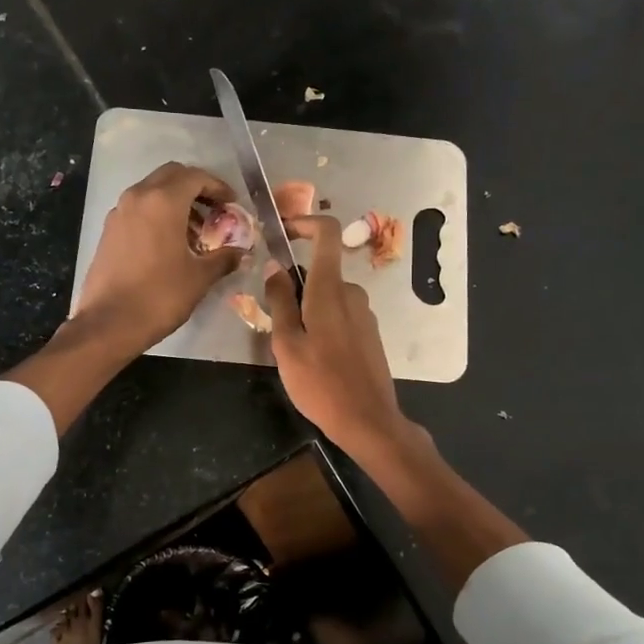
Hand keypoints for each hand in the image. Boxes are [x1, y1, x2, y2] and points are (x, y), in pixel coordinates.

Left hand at [73, 162, 243, 353]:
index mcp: (163, 201)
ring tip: (194, 230)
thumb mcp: (199, 278)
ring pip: (152, 191)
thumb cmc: (160, 296)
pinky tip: (169, 242)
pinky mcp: (109, 230)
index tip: (231, 204)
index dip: (218, 187)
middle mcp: (138, 197)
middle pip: (171, 176)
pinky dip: (157, 214)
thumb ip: (224, 258)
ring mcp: (119, 212)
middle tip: (214, 211)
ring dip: (175, 201)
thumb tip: (241, 252)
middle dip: (196, 188)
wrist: (109, 324)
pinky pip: (138, 209)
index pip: (196, 177)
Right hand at [264, 215, 414, 456]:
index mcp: (330, 290)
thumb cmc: (320, 383)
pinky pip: (340, 315)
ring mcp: (365, 314)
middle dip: (294, 287)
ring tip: (292, 349)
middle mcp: (352, 294)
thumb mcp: (287, 344)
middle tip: (274, 323)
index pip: (326, 234)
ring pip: (328, 297)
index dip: (305, 223)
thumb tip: (274, 267)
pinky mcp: (370, 333)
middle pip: (320, 272)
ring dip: (307, 310)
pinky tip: (314, 359)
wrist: (368, 420)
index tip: (282, 232)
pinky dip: (322, 324)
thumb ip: (279, 302)